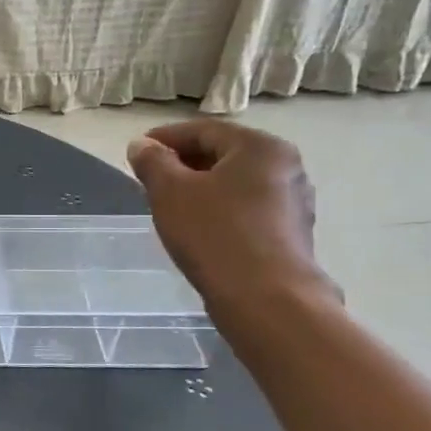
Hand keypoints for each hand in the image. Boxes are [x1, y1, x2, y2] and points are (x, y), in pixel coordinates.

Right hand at [127, 121, 332, 317]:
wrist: (266, 300)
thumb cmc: (214, 235)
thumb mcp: (170, 192)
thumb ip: (153, 162)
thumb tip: (141, 145)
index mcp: (259, 147)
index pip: (203, 130)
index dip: (165, 138)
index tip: (137, 152)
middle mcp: (285, 166)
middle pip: (223, 154)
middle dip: (183, 163)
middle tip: (149, 179)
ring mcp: (293, 201)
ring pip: (235, 183)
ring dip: (201, 187)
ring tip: (169, 205)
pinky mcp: (291, 233)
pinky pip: (247, 208)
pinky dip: (219, 209)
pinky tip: (198, 228)